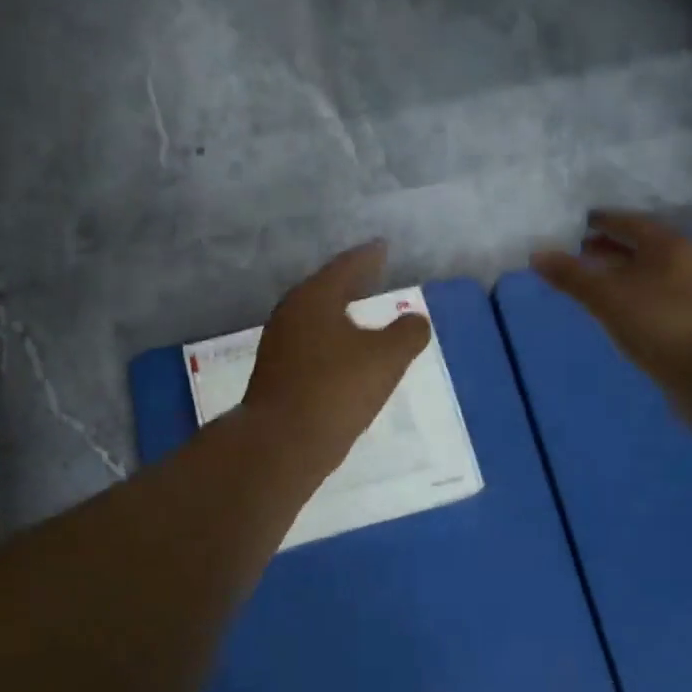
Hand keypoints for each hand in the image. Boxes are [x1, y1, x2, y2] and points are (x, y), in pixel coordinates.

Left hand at [244, 241, 431, 469]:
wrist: (281, 444)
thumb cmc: (336, 390)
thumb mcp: (386, 359)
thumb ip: (407, 334)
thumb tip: (415, 320)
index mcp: (314, 298)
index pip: (345, 267)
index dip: (368, 257)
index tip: (382, 247)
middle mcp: (291, 315)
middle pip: (325, 290)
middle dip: (350, 284)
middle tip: (372, 276)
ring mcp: (279, 347)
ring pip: (316, 320)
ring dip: (340, 316)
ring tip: (363, 318)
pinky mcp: (276, 376)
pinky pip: (311, 347)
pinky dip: (332, 343)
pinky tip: (345, 358)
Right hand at [531, 211, 691, 386]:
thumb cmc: (661, 325)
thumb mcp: (608, 298)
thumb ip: (572, 276)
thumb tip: (537, 254)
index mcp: (669, 244)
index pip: (628, 221)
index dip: (599, 221)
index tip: (572, 224)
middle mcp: (687, 260)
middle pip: (640, 246)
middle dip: (607, 248)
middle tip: (573, 252)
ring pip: (649, 274)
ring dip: (619, 275)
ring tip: (589, 283)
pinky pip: (656, 297)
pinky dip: (632, 297)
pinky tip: (616, 311)